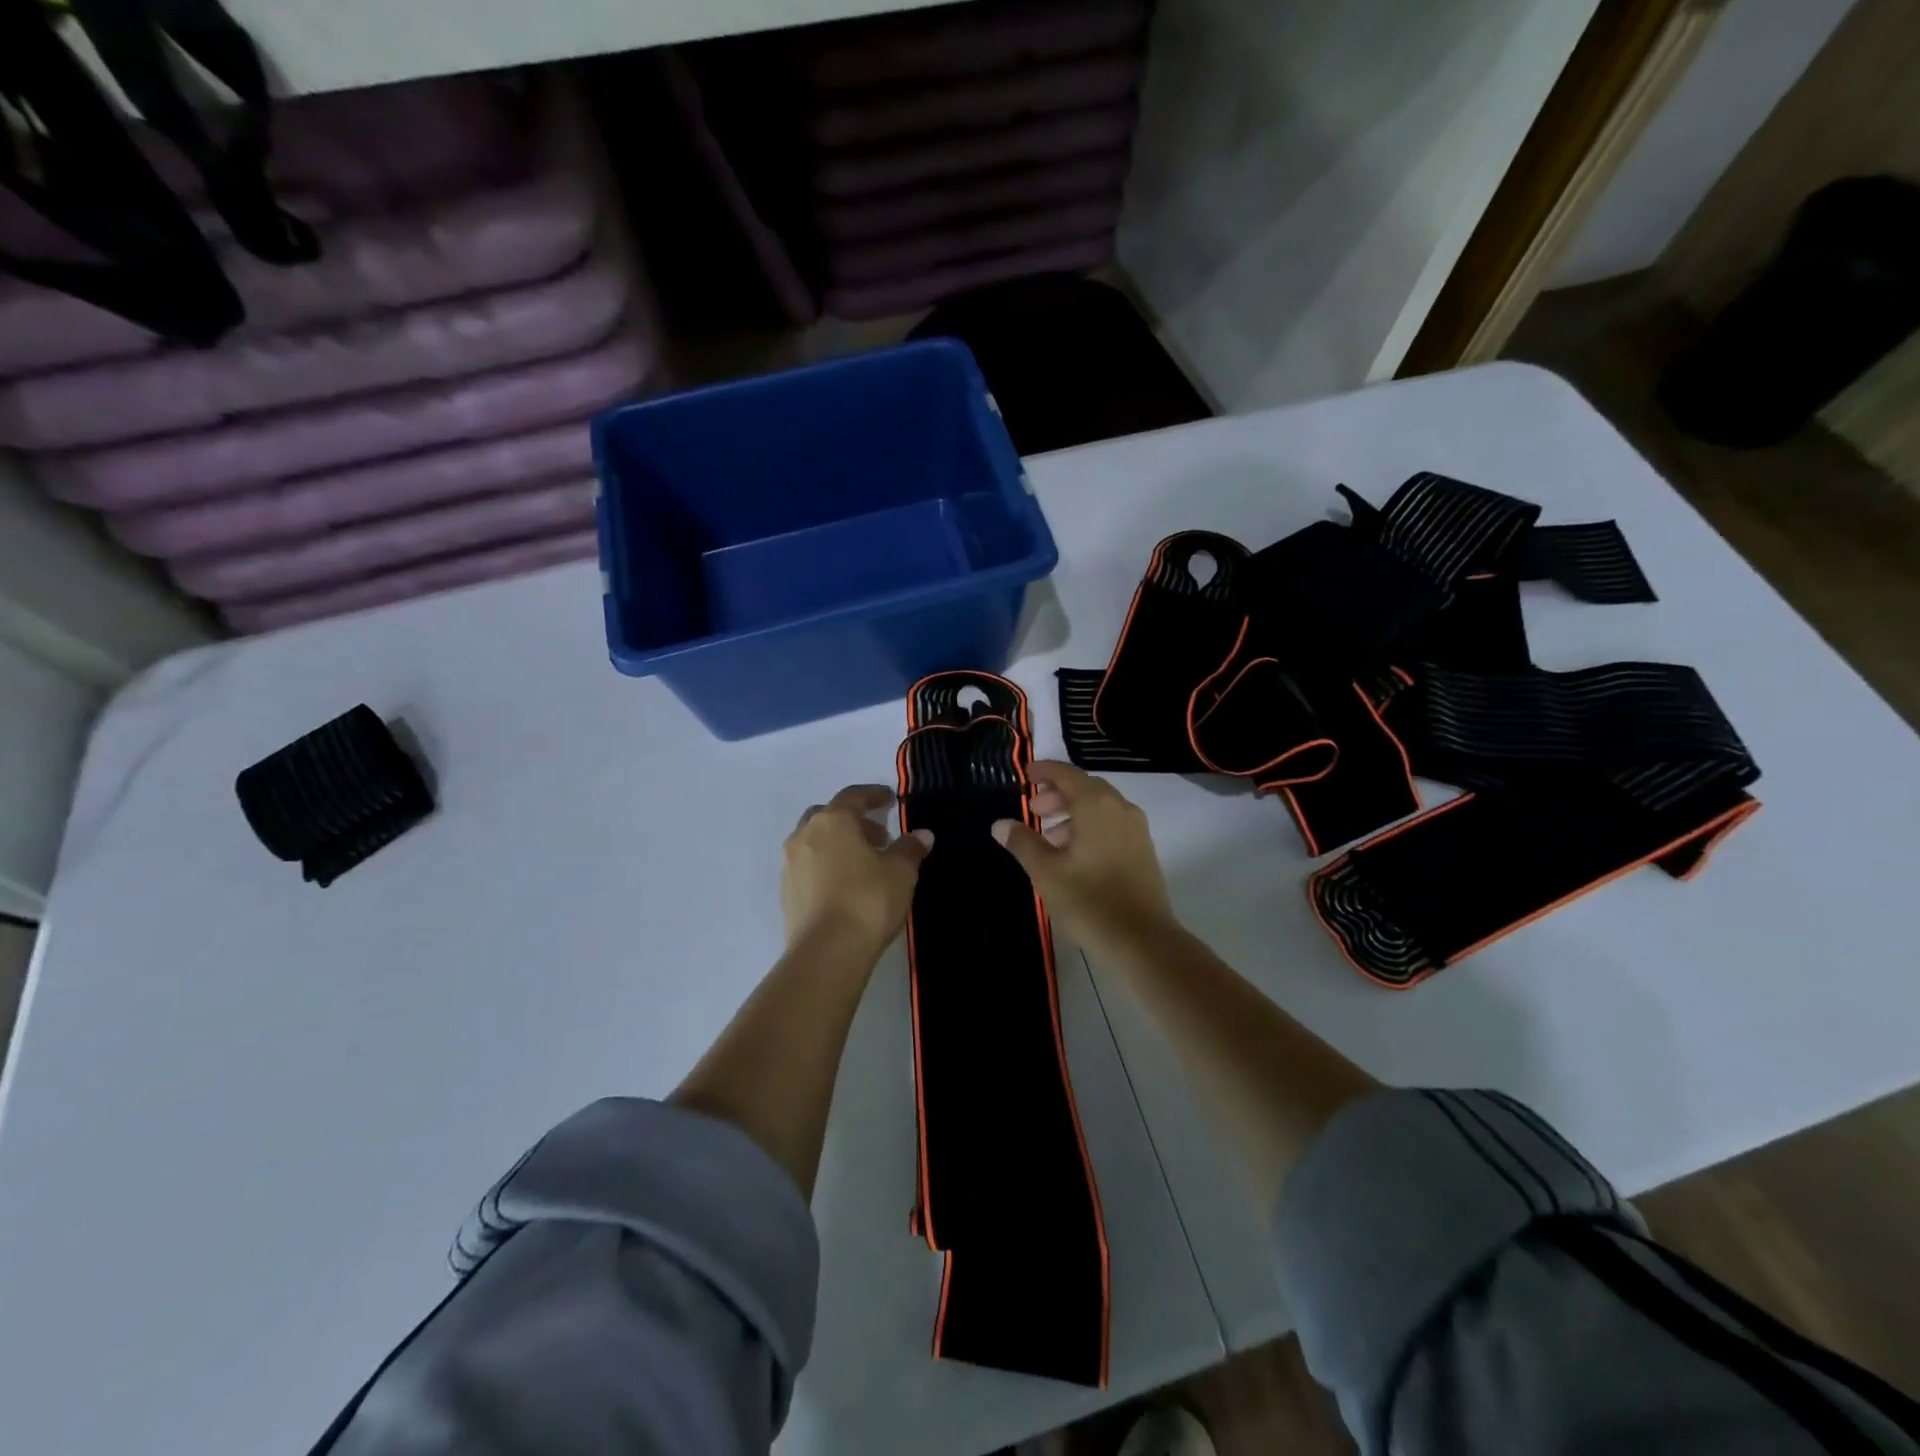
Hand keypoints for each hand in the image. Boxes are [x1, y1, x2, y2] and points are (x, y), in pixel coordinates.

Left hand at [783, 785, 932, 952]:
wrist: (827, 951)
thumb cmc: (868, 900)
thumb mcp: (900, 872)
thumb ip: (909, 849)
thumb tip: (921, 835)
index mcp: (833, 820)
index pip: (854, 796)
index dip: (874, 795)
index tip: (890, 799)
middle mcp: (805, 835)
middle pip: (829, 816)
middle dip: (853, 821)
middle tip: (878, 836)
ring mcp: (790, 864)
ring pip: (815, 841)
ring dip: (837, 844)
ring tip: (864, 863)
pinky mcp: (786, 892)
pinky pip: (808, 867)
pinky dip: (826, 866)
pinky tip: (845, 885)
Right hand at [991, 761, 1178, 956]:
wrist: (1142, 941)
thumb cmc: (1088, 901)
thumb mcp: (1046, 872)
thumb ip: (1023, 843)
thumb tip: (1000, 824)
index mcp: (1096, 805)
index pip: (1067, 774)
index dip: (1044, 771)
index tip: (1025, 775)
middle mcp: (1120, 808)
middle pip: (1086, 788)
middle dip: (1057, 794)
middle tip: (1033, 811)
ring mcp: (1136, 830)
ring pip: (1100, 808)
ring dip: (1073, 813)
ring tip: (1049, 837)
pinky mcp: (1143, 851)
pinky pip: (1112, 825)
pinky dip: (1090, 827)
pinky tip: (1074, 855)